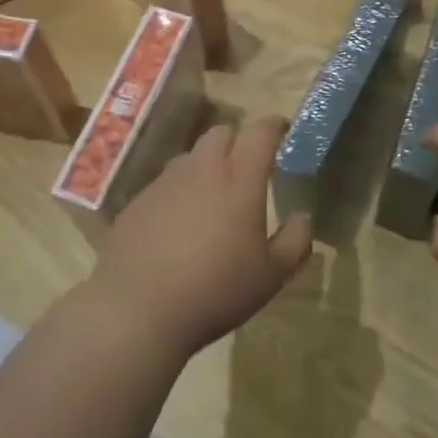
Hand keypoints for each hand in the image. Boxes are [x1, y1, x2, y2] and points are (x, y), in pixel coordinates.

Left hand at [87, 117, 312, 361]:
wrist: (137, 311)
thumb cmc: (216, 291)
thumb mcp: (272, 275)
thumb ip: (295, 240)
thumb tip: (301, 216)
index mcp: (239, 179)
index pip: (261, 132)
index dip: (275, 126)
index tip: (285, 132)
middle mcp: (201, 169)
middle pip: (221, 133)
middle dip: (238, 141)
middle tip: (248, 168)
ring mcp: (164, 183)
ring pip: (190, 157)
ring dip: (206, 166)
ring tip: (212, 198)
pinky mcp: (137, 202)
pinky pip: (164, 184)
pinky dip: (178, 193)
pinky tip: (177, 227)